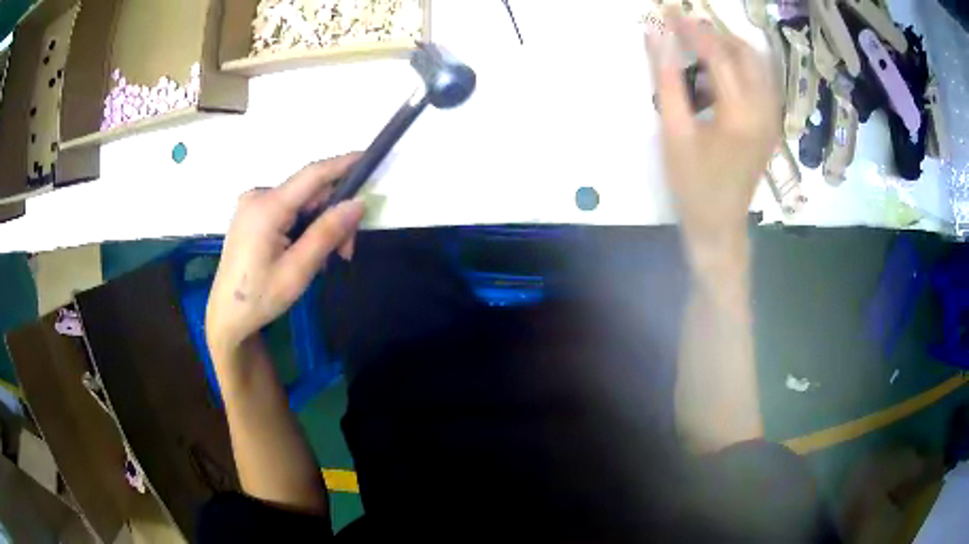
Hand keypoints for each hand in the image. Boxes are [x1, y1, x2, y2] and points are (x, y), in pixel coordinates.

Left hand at [206, 155, 364, 359]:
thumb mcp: (298, 270)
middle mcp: (258, 197)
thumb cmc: (260, 298)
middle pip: (309, 193)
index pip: (313, 175)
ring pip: (300, 204)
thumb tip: (358, 203)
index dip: (342, 164)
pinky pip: (287, 211)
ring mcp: (252, 205)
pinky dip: (303, 228)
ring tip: (325, 261)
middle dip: (332, 217)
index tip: (368, 157)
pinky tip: (306, 253)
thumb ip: (327, 233)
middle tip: (346, 253)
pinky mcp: (251, 216)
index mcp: (267, 207)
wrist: (226, 317)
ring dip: (319, 226)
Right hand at [647, 13, 779, 262]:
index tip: (669, 12)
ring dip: (728, 52)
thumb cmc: (692, 183)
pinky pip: (760, 82)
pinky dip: (738, 71)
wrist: (720, 224)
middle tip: (685, 33)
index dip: (692, 29)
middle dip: (715, 36)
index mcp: (740, 114)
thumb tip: (655, 35)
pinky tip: (714, 86)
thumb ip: (665, 79)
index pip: (718, 54)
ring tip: (697, 62)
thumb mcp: (673, 131)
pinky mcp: (771, 124)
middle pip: (746, 52)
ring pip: (757, 65)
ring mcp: (772, 118)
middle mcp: (765, 110)